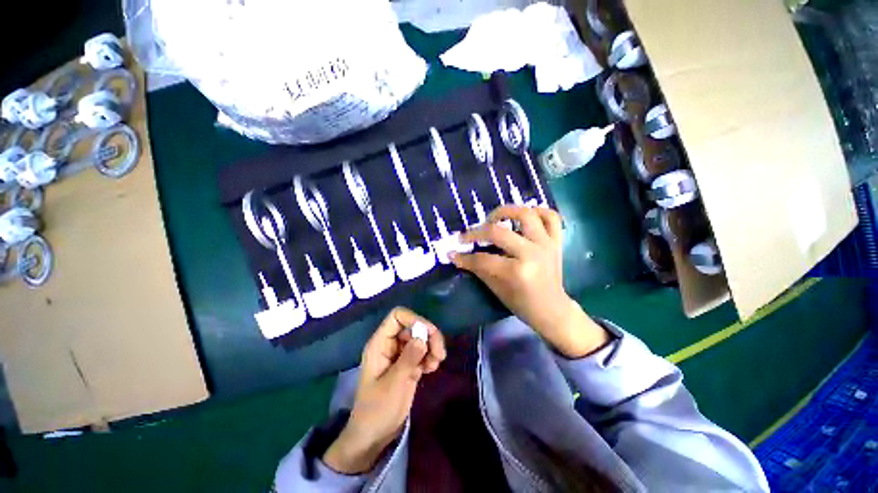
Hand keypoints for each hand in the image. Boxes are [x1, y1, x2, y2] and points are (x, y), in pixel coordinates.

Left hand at [323, 308, 445, 473]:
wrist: (373, 436)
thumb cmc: (377, 410)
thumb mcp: (393, 384)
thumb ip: (408, 359)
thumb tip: (423, 337)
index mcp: (380, 343)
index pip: (397, 316)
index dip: (414, 319)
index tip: (428, 334)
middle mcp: (390, 344)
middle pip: (413, 326)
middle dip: (429, 336)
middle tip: (440, 354)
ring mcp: (400, 355)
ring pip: (420, 338)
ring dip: (432, 347)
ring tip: (435, 364)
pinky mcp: (408, 364)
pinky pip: (423, 352)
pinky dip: (430, 357)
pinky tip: (431, 369)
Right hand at [452, 205, 608, 357]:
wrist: (552, 309)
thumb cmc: (522, 303)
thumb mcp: (496, 290)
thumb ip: (478, 269)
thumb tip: (457, 256)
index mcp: (517, 272)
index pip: (483, 259)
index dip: (464, 257)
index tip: (453, 254)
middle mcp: (532, 253)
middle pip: (498, 233)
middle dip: (476, 233)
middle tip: (466, 236)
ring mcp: (546, 244)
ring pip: (526, 214)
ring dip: (506, 211)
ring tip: (493, 218)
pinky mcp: (556, 241)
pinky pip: (551, 216)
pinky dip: (537, 211)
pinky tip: (524, 216)